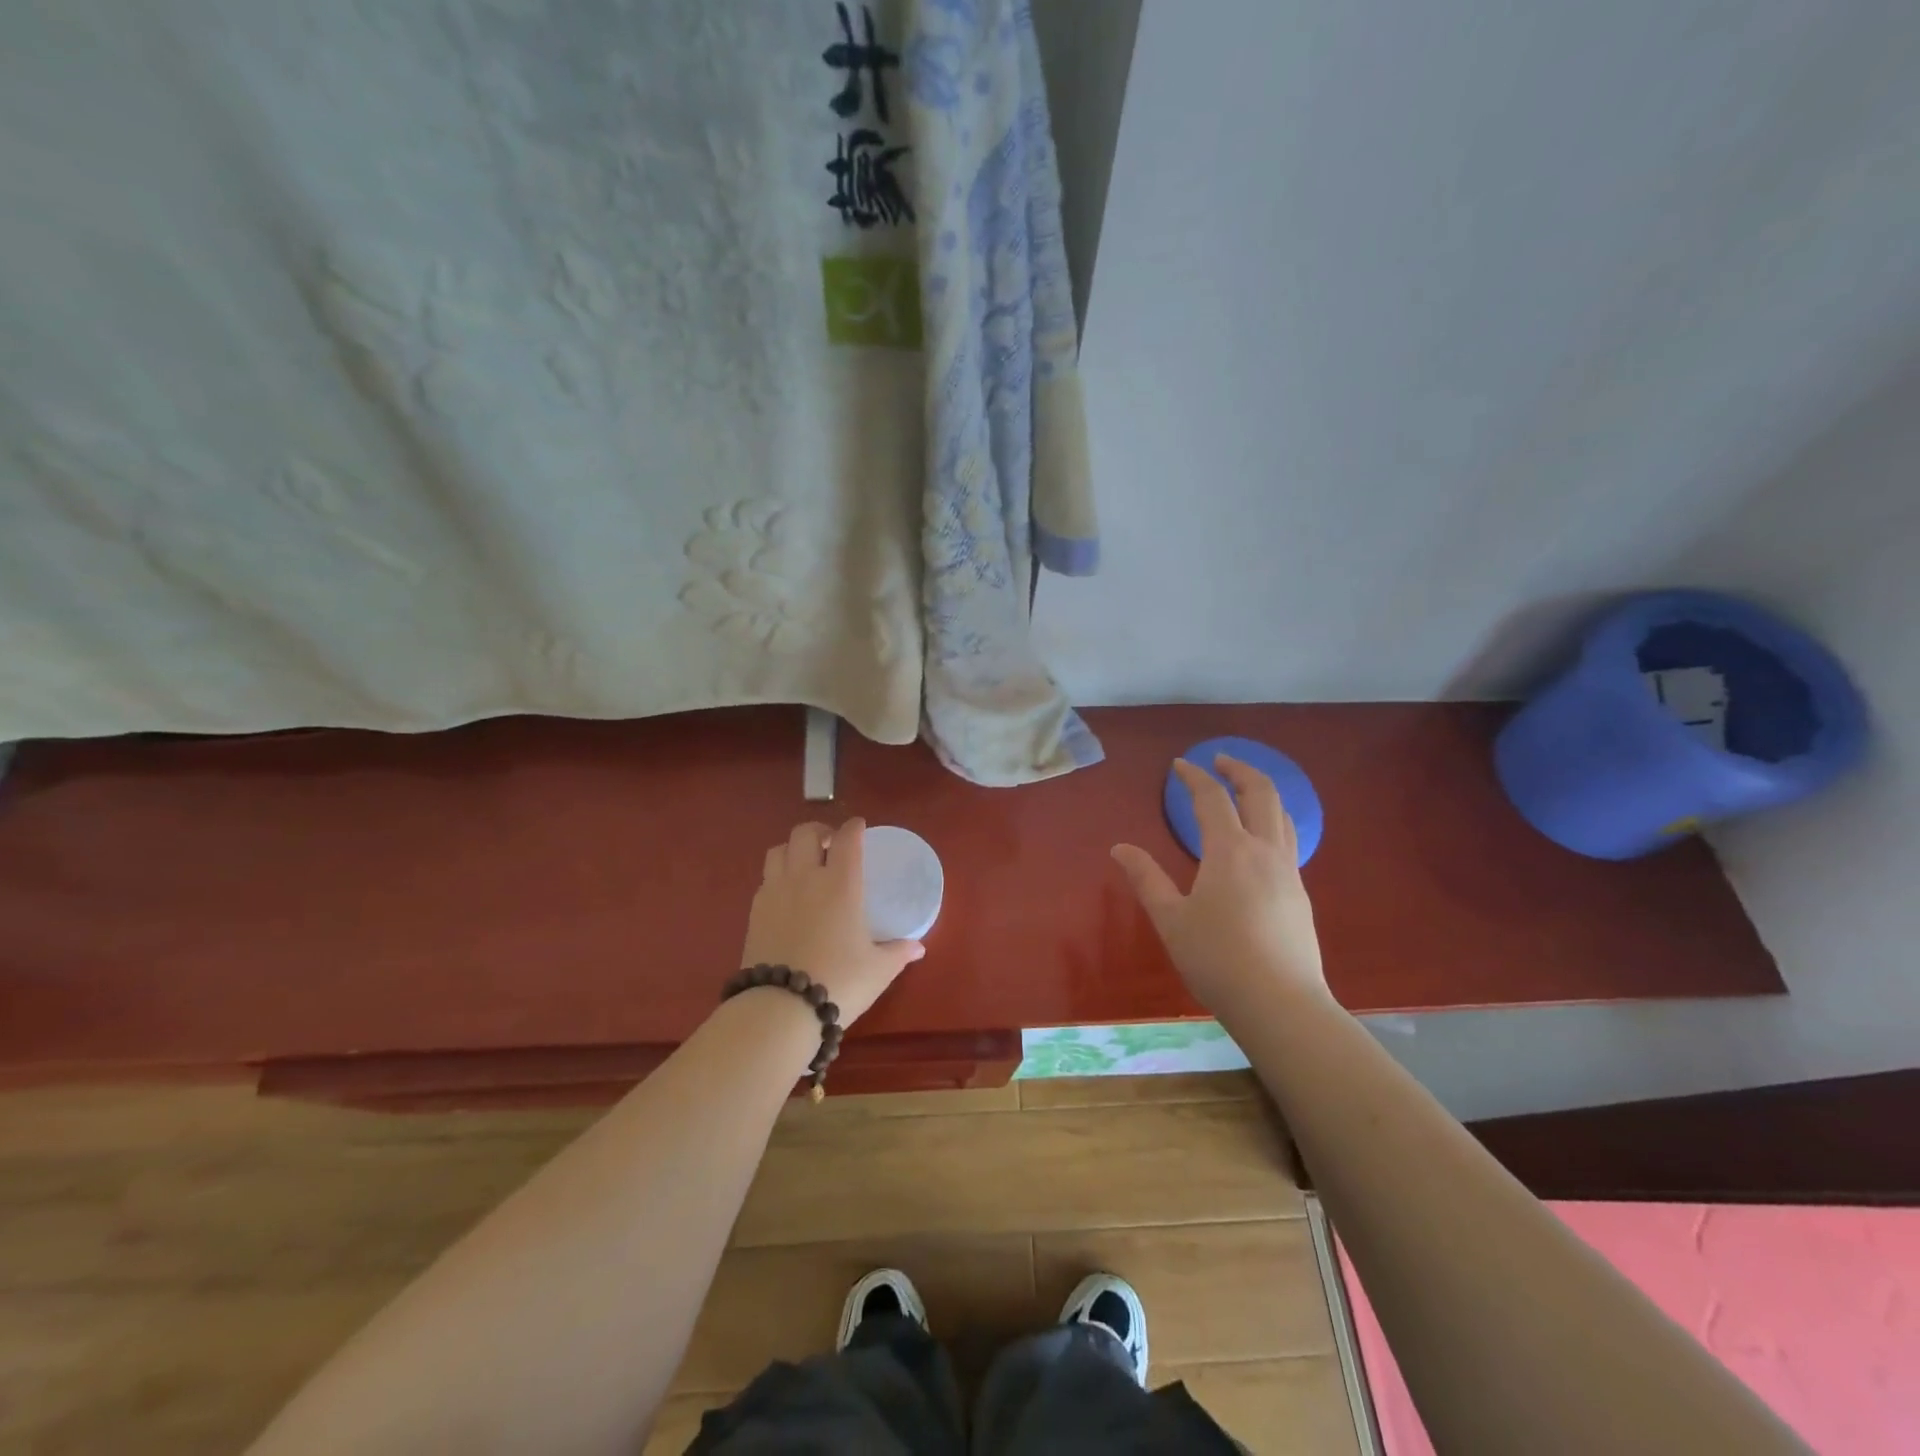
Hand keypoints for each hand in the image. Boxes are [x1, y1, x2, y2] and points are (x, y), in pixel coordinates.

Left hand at [740, 818, 925, 1024]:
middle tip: (831, 844)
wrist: (780, 1008)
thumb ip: (899, 952)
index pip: (847, 838)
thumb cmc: (839, 982)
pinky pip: (765, 879)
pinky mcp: (754, 912)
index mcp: (841, 883)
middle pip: (805, 833)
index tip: (859, 827)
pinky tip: (787, 895)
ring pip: (779, 850)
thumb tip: (918, 947)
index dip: (854, 827)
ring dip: (793, 849)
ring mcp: (775, 892)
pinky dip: (777, 876)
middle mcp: (806, 877)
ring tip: (805, 864)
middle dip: (820, 831)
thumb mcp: (878, 969)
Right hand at [1111, 756, 1327, 1015]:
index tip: (1179, 765)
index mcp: (1230, 851)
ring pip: (1283, 816)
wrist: (1281, 1004)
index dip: (1194, 777)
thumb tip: (1120, 848)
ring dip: (1262, 793)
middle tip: (1220, 760)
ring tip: (1243, 791)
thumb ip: (1146, 879)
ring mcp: (1289, 872)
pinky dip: (1272, 822)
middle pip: (1262, 793)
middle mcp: (1265, 851)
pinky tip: (1258, 842)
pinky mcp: (1300, 895)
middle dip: (1240, 769)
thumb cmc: (1217, 959)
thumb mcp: (1171, 920)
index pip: (1212, 799)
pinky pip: (1288, 841)